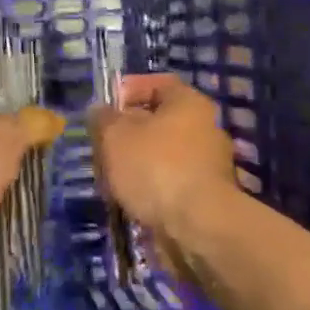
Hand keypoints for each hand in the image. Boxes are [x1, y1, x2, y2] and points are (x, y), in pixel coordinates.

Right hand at [88, 74, 238, 234]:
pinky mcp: (205, 195)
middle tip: (101, 144)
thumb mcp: (115, 136)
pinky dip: (150, 186)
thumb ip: (103, 119)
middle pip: (159, 120)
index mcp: (189, 103)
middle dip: (127, 131)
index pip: (158, 84)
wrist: (198, 226)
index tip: (105, 106)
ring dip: (136, 162)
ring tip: (109, 176)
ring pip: (162, 153)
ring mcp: (208, 164)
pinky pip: (170, 181)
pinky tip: (130, 198)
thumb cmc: (155, 167)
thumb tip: (100, 111)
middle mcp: (205, 127)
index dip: (129, 89)